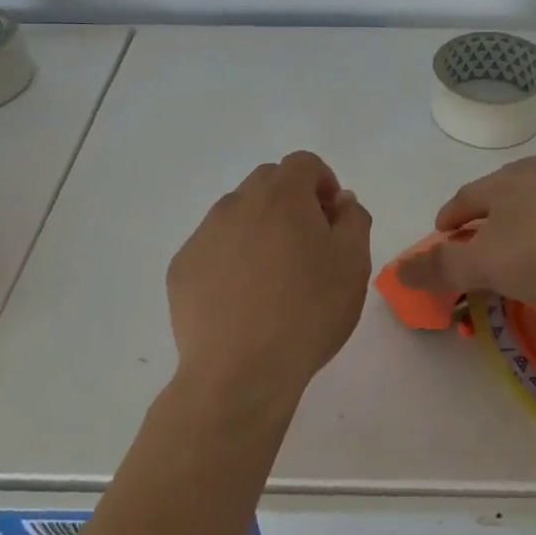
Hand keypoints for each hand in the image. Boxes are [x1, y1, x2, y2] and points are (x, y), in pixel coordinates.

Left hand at [166, 151, 372, 413]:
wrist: (240, 372)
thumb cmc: (308, 312)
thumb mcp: (353, 264)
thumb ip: (353, 220)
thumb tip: (341, 202)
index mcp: (281, 196)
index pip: (304, 163)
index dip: (323, 183)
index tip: (332, 219)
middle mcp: (236, 203)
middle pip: (268, 182)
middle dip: (291, 200)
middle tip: (307, 245)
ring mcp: (203, 235)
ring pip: (237, 213)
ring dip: (259, 227)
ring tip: (273, 276)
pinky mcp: (182, 267)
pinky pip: (213, 247)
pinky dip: (231, 257)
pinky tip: (242, 299)